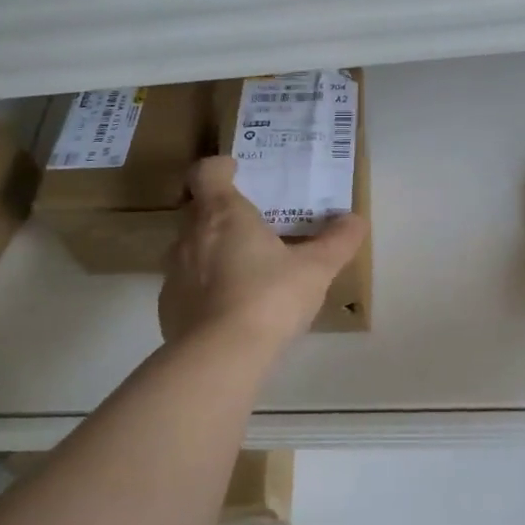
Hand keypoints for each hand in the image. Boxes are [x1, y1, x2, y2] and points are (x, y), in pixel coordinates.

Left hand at [159, 157, 367, 349]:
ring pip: (190, 249)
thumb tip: (356, 220)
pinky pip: (186, 286)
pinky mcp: (167, 307)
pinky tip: (228, 308)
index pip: (207, 173)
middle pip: (198, 210)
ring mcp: (174, 272)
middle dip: (221, 212)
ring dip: (211, 251)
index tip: (235, 170)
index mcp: (223, 214)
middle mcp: (191, 236)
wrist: (220, 356)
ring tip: (243, 269)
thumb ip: (337, 242)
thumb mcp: (316, 269)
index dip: (219, 168)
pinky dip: (204, 288)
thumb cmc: (269, 298)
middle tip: (251, 225)